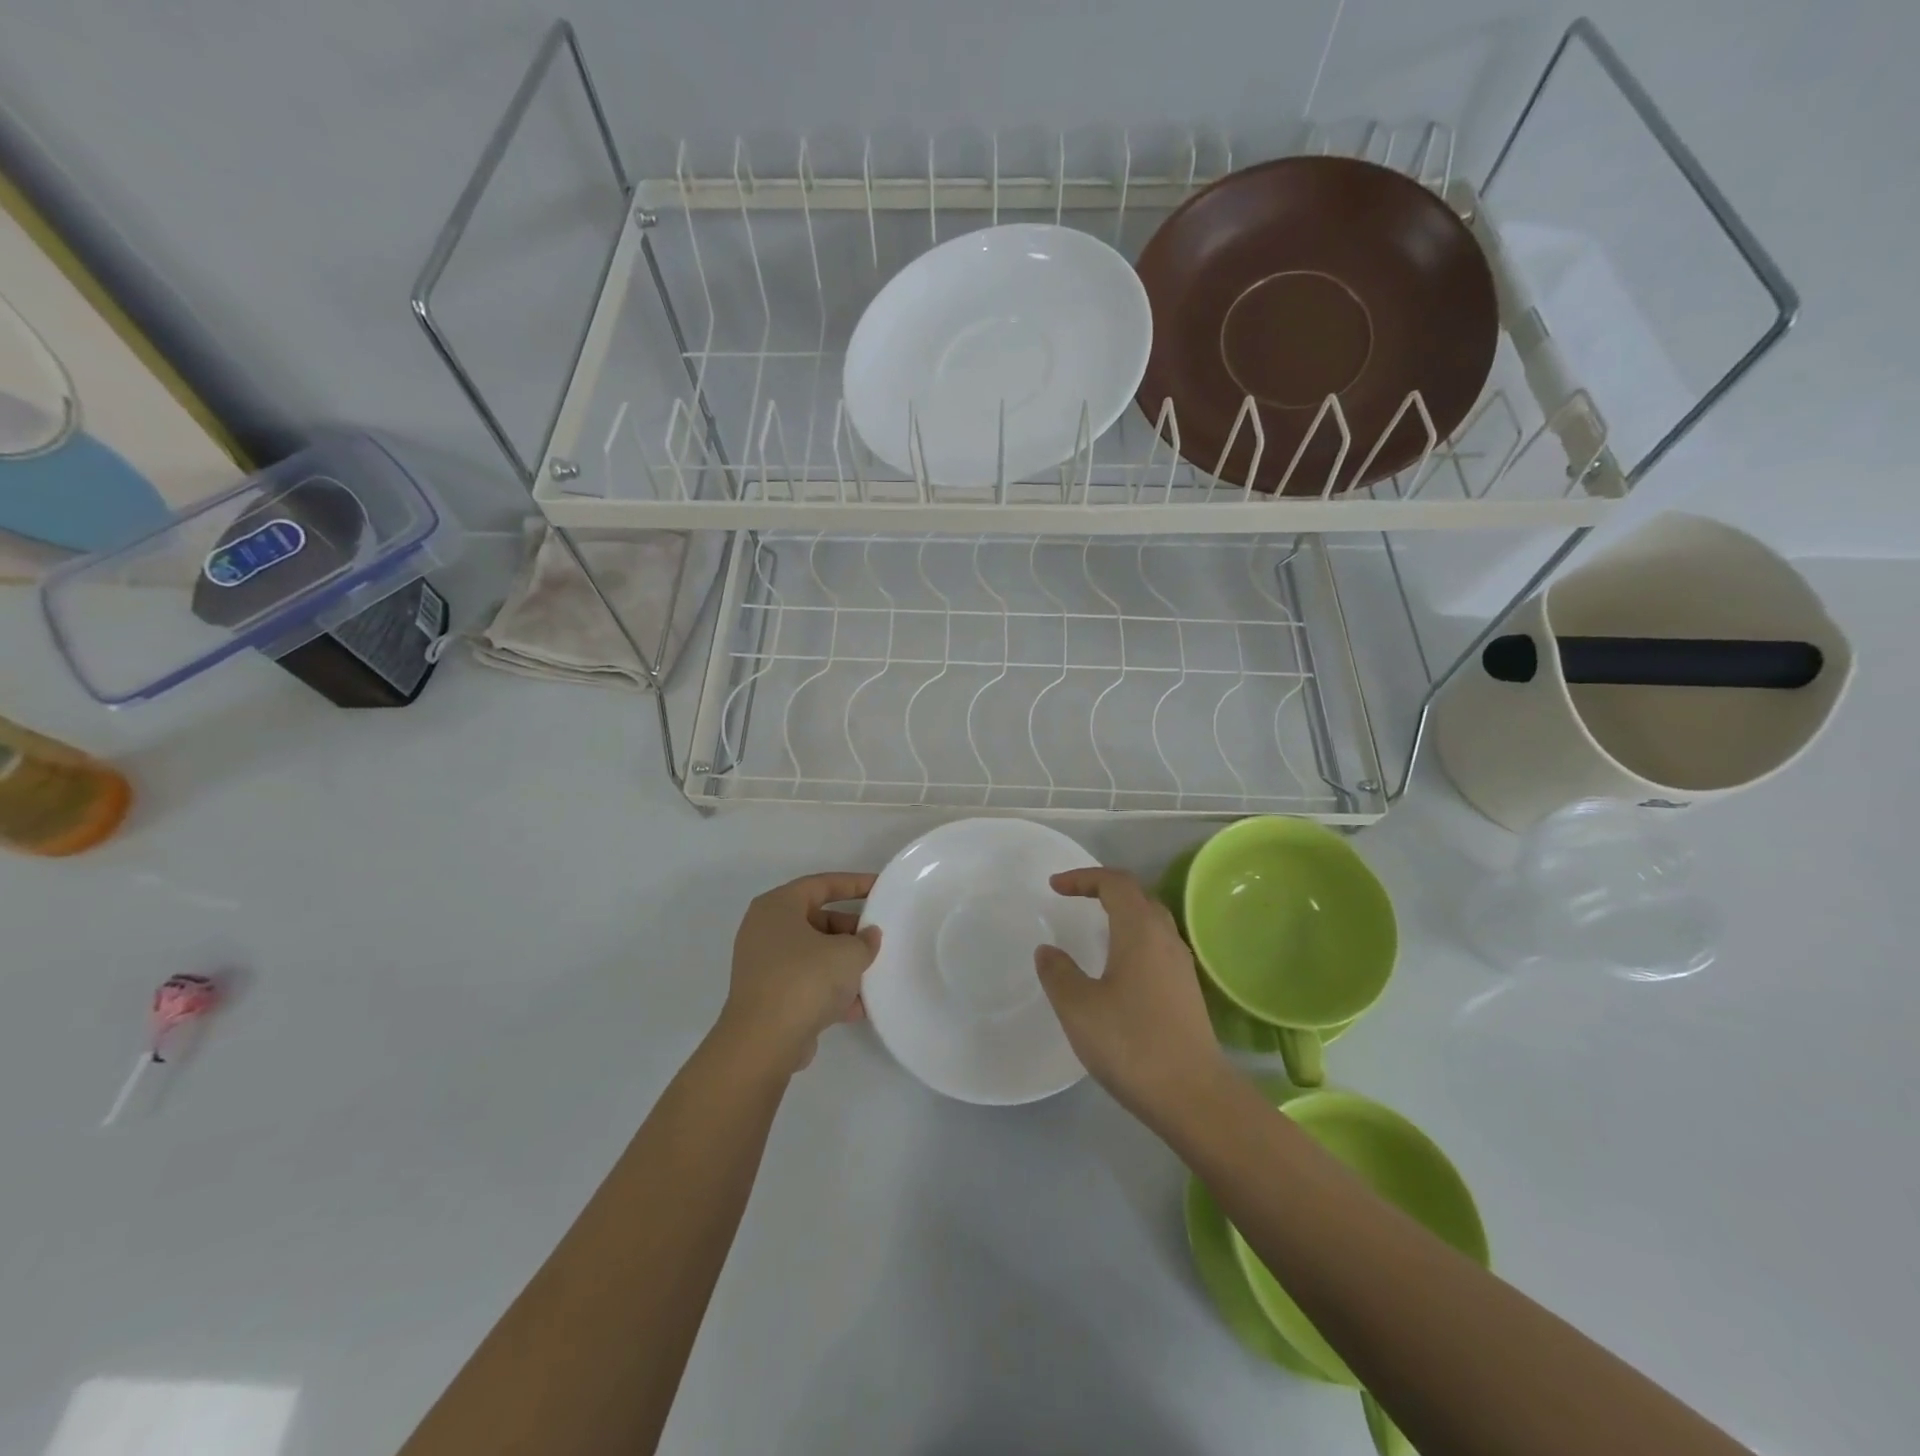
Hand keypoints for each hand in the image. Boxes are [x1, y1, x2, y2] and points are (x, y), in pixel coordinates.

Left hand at [722, 872, 881, 1074]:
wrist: (764, 1042)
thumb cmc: (805, 980)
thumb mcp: (848, 954)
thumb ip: (865, 940)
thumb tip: (868, 936)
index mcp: (777, 907)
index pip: (821, 884)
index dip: (854, 884)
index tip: (880, 887)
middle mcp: (765, 931)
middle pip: (817, 920)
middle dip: (850, 931)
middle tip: (878, 939)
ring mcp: (764, 966)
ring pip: (813, 954)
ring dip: (843, 964)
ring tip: (874, 973)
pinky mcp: (769, 997)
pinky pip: (806, 983)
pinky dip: (830, 990)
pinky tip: (859, 1007)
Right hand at [1034, 868, 1226, 1119]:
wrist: (1193, 1096)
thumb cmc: (1131, 1043)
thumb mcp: (1079, 1008)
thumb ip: (1058, 973)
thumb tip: (1048, 951)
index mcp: (1140, 931)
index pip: (1116, 883)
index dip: (1084, 877)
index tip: (1055, 887)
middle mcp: (1166, 939)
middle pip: (1138, 896)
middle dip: (1104, 890)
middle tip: (1074, 899)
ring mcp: (1181, 966)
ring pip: (1151, 922)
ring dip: (1121, 915)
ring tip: (1093, 929)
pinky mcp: (1187, 992)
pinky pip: (1157, 947)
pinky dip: (1132, 940)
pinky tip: (1117, 968)